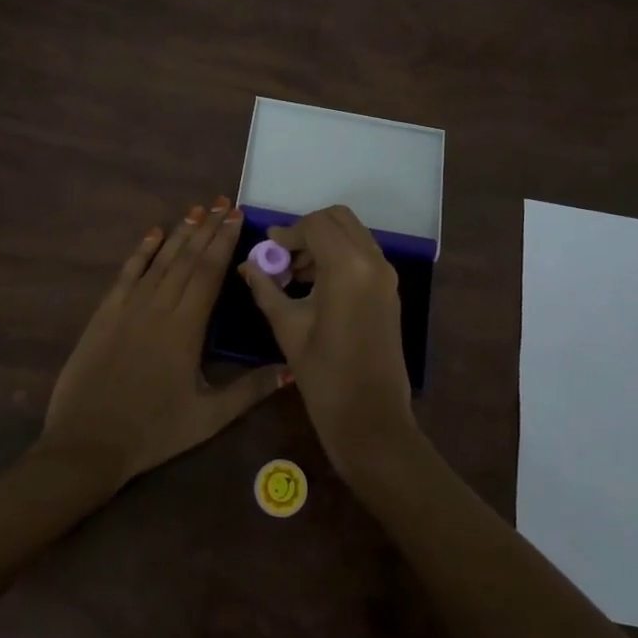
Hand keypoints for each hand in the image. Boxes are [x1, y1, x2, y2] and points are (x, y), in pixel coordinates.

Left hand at [41, 196, 285, 488]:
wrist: (88, 442)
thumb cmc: (153, 431)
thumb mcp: (209, 418)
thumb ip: (250, 390)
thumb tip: (290, 369)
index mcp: (186, 327)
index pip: (209, 272)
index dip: (224, 242)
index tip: (236, 216)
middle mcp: (158, 306)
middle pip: (187, 258)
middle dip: (207, 228)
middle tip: (222, 202)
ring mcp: (128, 307)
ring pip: (160, 260)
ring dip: (179, 233)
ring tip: (196, 210)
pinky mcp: (105, 314)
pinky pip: (126, 273)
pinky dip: (141, 251)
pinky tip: (153, 233)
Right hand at [240, 204, 416, 476]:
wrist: (370, 418)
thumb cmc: (324, 375)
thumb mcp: (287, 327)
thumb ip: (266, 288)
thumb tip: (248, 265)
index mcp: (348, 267)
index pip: (315, 225)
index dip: (287, 232)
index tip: (267, 250)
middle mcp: (372, 261)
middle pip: (338, 219)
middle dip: (307, 230)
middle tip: (283, 256)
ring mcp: (386, 275)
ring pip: (352, 234)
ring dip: (323, 242)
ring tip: (294, 273)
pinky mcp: (389, 290)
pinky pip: (362, 255)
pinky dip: (339, 256)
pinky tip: (315, 285)